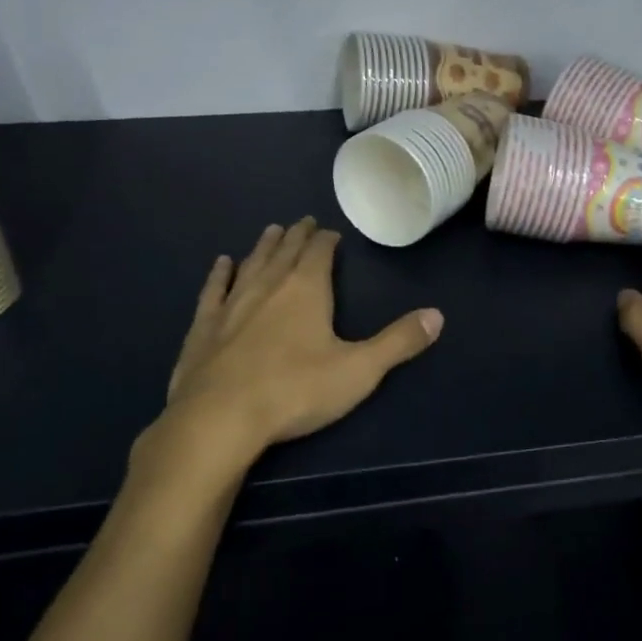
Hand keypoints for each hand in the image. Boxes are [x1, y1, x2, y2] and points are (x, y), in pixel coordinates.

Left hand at [156, 219, 442, 480]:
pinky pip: (214, 290)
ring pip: (252, 263)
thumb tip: (437, 316)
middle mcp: (268, 285)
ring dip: (264, 246)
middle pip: (285, 251)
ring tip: (271, 231)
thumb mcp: (359, 370)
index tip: (330, 232)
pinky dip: (220, 274)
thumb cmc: (295, 391)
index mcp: (306, 289)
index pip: (319, 252)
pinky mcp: (204, 326)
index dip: (327, 240)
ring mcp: (232, 303)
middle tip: (302, 222)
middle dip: (296, 236)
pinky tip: (222, 264)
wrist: (220, 418)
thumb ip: (398, 342)